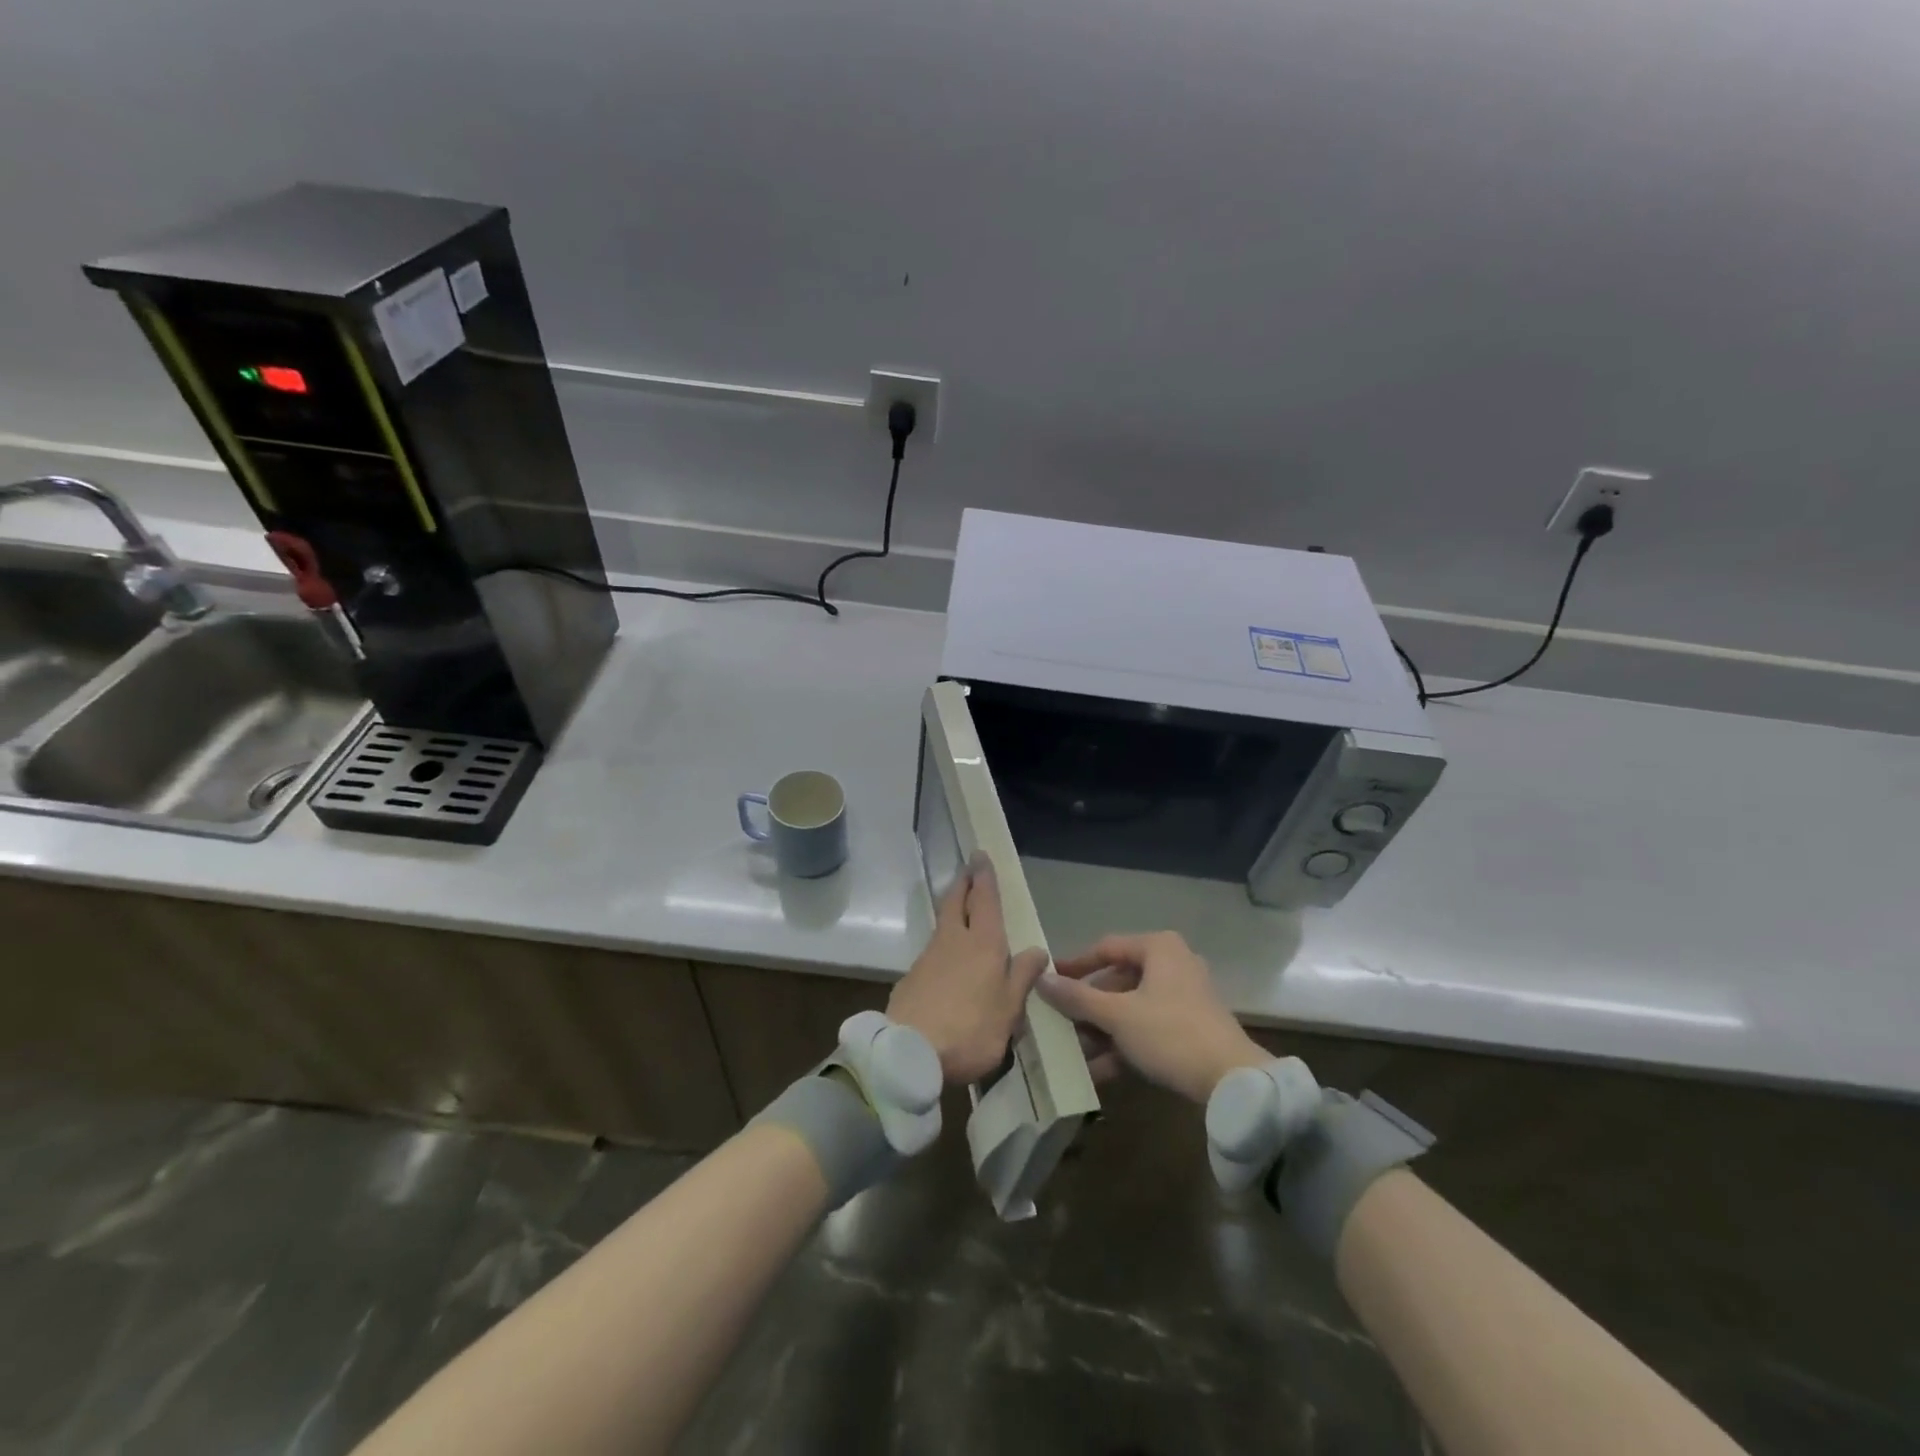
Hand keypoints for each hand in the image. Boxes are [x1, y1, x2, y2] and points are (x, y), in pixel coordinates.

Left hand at [889, 853, 1049, 1084]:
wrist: (910, 1053)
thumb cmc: (971, 1030)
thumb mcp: (1009, 1011)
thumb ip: (1022, 977)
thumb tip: (1037, 949)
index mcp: (983, 944)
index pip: (984, 900)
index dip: (984, 877)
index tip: (980, 855)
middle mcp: (954, 941)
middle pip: (956, 902)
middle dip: (963, 883)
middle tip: (968, 869)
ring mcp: (928, 957)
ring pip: (943, 924)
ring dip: (952, 910)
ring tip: (962, 911)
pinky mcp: (911, 977)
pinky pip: (933, 950)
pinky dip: (943, 943)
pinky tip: (948, 960)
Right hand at [1036, 931, 1267, 1103]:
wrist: (1232, 1081)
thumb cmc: (1170, 1033)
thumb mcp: (1117, 1015)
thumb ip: (1077, 997)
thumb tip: (1041, 978)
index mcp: (1159, 948)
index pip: (1105, 948)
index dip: (1074, 966)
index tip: (1049, 983)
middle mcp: (1173, 963)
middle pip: (1118, 980)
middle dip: (1088, 1007)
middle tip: (1060, 1024)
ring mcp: (1185, 996)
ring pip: (1131, 1007)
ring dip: (1102, 1030)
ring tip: (1074, 1052)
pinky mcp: (1191, 1026)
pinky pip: (1148, 1027)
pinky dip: (1124, 1043)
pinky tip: (1099, 1070)